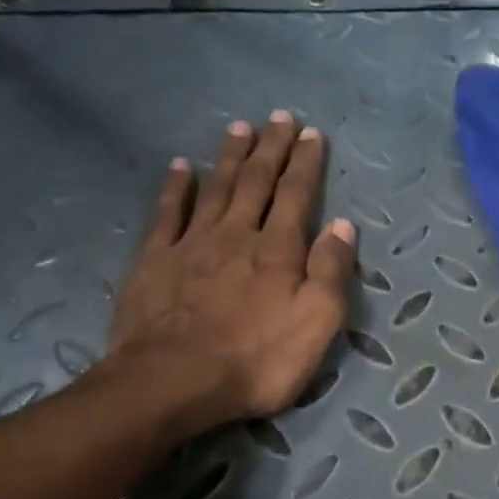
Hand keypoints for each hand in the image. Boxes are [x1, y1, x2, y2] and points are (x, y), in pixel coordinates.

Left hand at [108, 112, 355, 428]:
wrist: (173, 382)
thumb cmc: (256, 360)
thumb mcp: (316, 324)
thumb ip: (331, 272)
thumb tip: (344, 226)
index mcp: (278, 250)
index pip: (297, 195)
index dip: (306, 163)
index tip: (312, 133)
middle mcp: (237, 235)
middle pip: (256, 182)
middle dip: (271, 148)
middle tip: (279, 117)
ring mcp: (192, 244)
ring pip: (215, 188)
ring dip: (229, 156)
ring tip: (239, 127)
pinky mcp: (154, 260)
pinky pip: (166, 213)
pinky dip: (175, 187)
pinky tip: (180, 166)